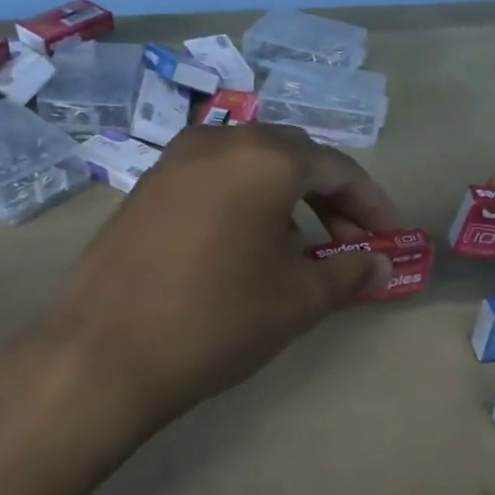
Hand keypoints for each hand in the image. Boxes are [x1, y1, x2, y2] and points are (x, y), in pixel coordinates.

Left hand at [38, 124, 402, 432]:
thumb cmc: (216, 320)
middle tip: (351, 244)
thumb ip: (347, 274)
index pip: (337, 168)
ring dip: (287, 200)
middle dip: (330, 199)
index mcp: (264, 158)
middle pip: (293, 158)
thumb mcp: (296, 301)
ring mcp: (174, 161)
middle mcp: (219, 142)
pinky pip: (213, 181)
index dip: (372, 204)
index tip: (392, 237)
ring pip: (250, 167)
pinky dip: (245, 203)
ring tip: (302, 251)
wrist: (103, 353)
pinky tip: (249, 248)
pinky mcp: (146, 187)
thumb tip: (379, 266)